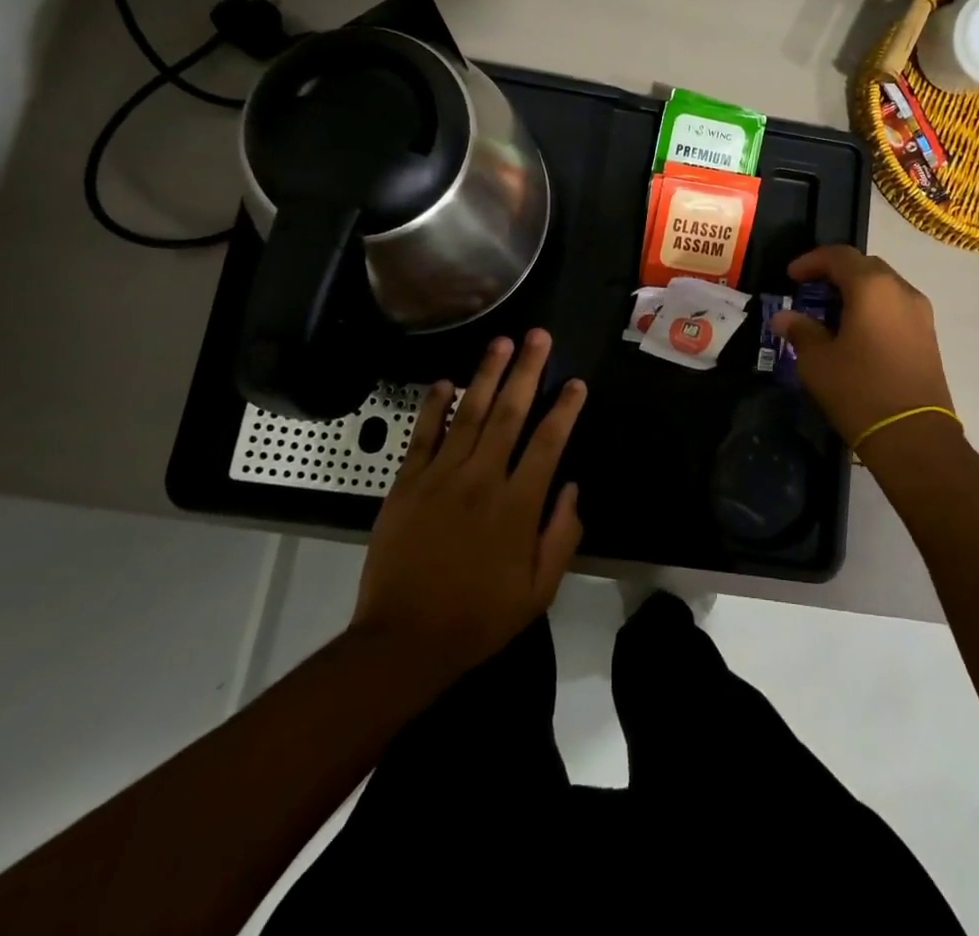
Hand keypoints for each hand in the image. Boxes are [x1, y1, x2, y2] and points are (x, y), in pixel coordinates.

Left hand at [351, 329, 585, 689]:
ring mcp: (440, 477)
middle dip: (526, 371)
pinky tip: (445, 381)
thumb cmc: (479, 618)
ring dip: (486, 374)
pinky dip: (434, 406)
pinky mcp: (406, 484)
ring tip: (500, 342)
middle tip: (538, 336)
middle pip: (509, 413)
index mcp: (517, 505)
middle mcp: (481, 479)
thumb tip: (572, 487)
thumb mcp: (539, 590)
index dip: (564, 409)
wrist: (403, 642)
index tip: (575, 382)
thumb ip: (562, 535)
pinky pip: (423, 436)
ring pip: (468, 414)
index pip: (548, 443)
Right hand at [770, 246, 955, 448]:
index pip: (839, 256)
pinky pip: (895, 307)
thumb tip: (783, 318)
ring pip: (883, 286)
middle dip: (835, 273)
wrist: (913, 436)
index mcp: (872, 287)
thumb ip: (800, 330)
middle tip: (810, 292)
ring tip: (830, 313)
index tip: (791, 277)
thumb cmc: (858, 390)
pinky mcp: (928, 336)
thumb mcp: (817, 361)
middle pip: (865, 266)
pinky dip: (873, 308)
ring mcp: (920, 313)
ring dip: (856, 291)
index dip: (811, 261)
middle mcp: (901, 290)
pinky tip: (855, 332)